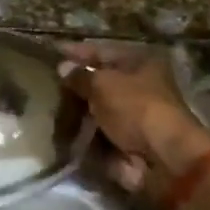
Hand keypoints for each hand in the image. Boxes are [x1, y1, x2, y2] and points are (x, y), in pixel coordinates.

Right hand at [58, 44, 209, 197]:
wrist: (162, 158)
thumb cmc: (135, 108)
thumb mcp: (102, 84)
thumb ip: (80, 75)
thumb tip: (63, 68)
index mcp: (140, 63)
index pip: (101, 51)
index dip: (76, 52)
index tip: (52, 53)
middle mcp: (139, 86)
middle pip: (100, 81)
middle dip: (75, 85)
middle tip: (47, 84)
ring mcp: (133, 115)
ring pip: (96, 108)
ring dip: (76, 110)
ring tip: (49, 108)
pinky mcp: (126, 140)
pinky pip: (97, 131)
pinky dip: (82, 132)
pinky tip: (61, 130)